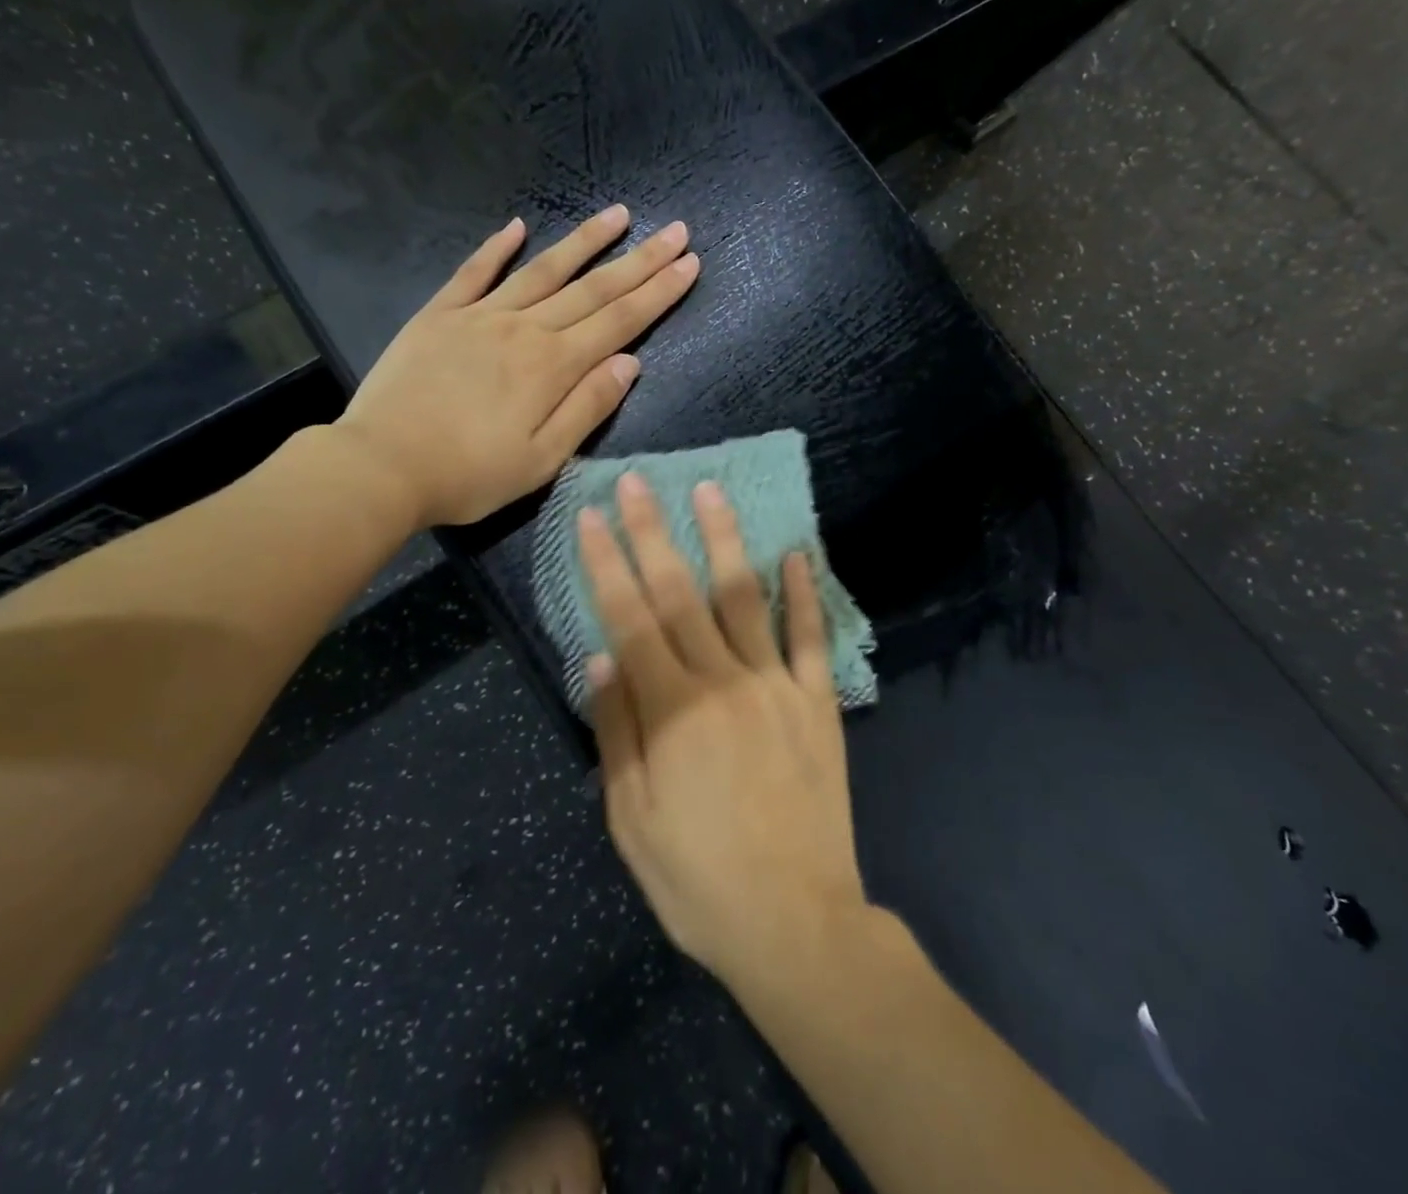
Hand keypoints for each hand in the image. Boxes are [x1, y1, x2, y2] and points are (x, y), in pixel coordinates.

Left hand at [338, 205, 697, 529]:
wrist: (382, 466)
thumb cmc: (469, 474)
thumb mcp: (542, 460)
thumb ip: (588, 407)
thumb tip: (630, 362)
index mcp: (553, 367)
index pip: (619, 321)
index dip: (658, 292)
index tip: (689, 262)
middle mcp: (524, 329)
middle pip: (592, 288)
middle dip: (639, 260)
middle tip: (675, 230)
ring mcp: (479, 316)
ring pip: (542, 270)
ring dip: (583, 242)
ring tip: (617, 214)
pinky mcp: (440, 315)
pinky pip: (474, 272)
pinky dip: (497, 248)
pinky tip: (517, 226)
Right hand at [580, 473, 868, 988]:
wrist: (795, 924)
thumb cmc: (696, 878)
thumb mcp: (630, 817)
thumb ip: (615, 729)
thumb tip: (598, 655)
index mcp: (670, 709)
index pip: (628, 617)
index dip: (606, 563)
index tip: (591, 516)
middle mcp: (722, 681)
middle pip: (679, 592)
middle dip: (653, 532)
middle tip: (637, 482)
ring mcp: (775, 687)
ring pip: (744, 598)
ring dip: (724, 540)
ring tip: (710, 490)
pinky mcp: (816, 703)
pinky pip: (810, 638)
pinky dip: (804, 593)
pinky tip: (797, 552)